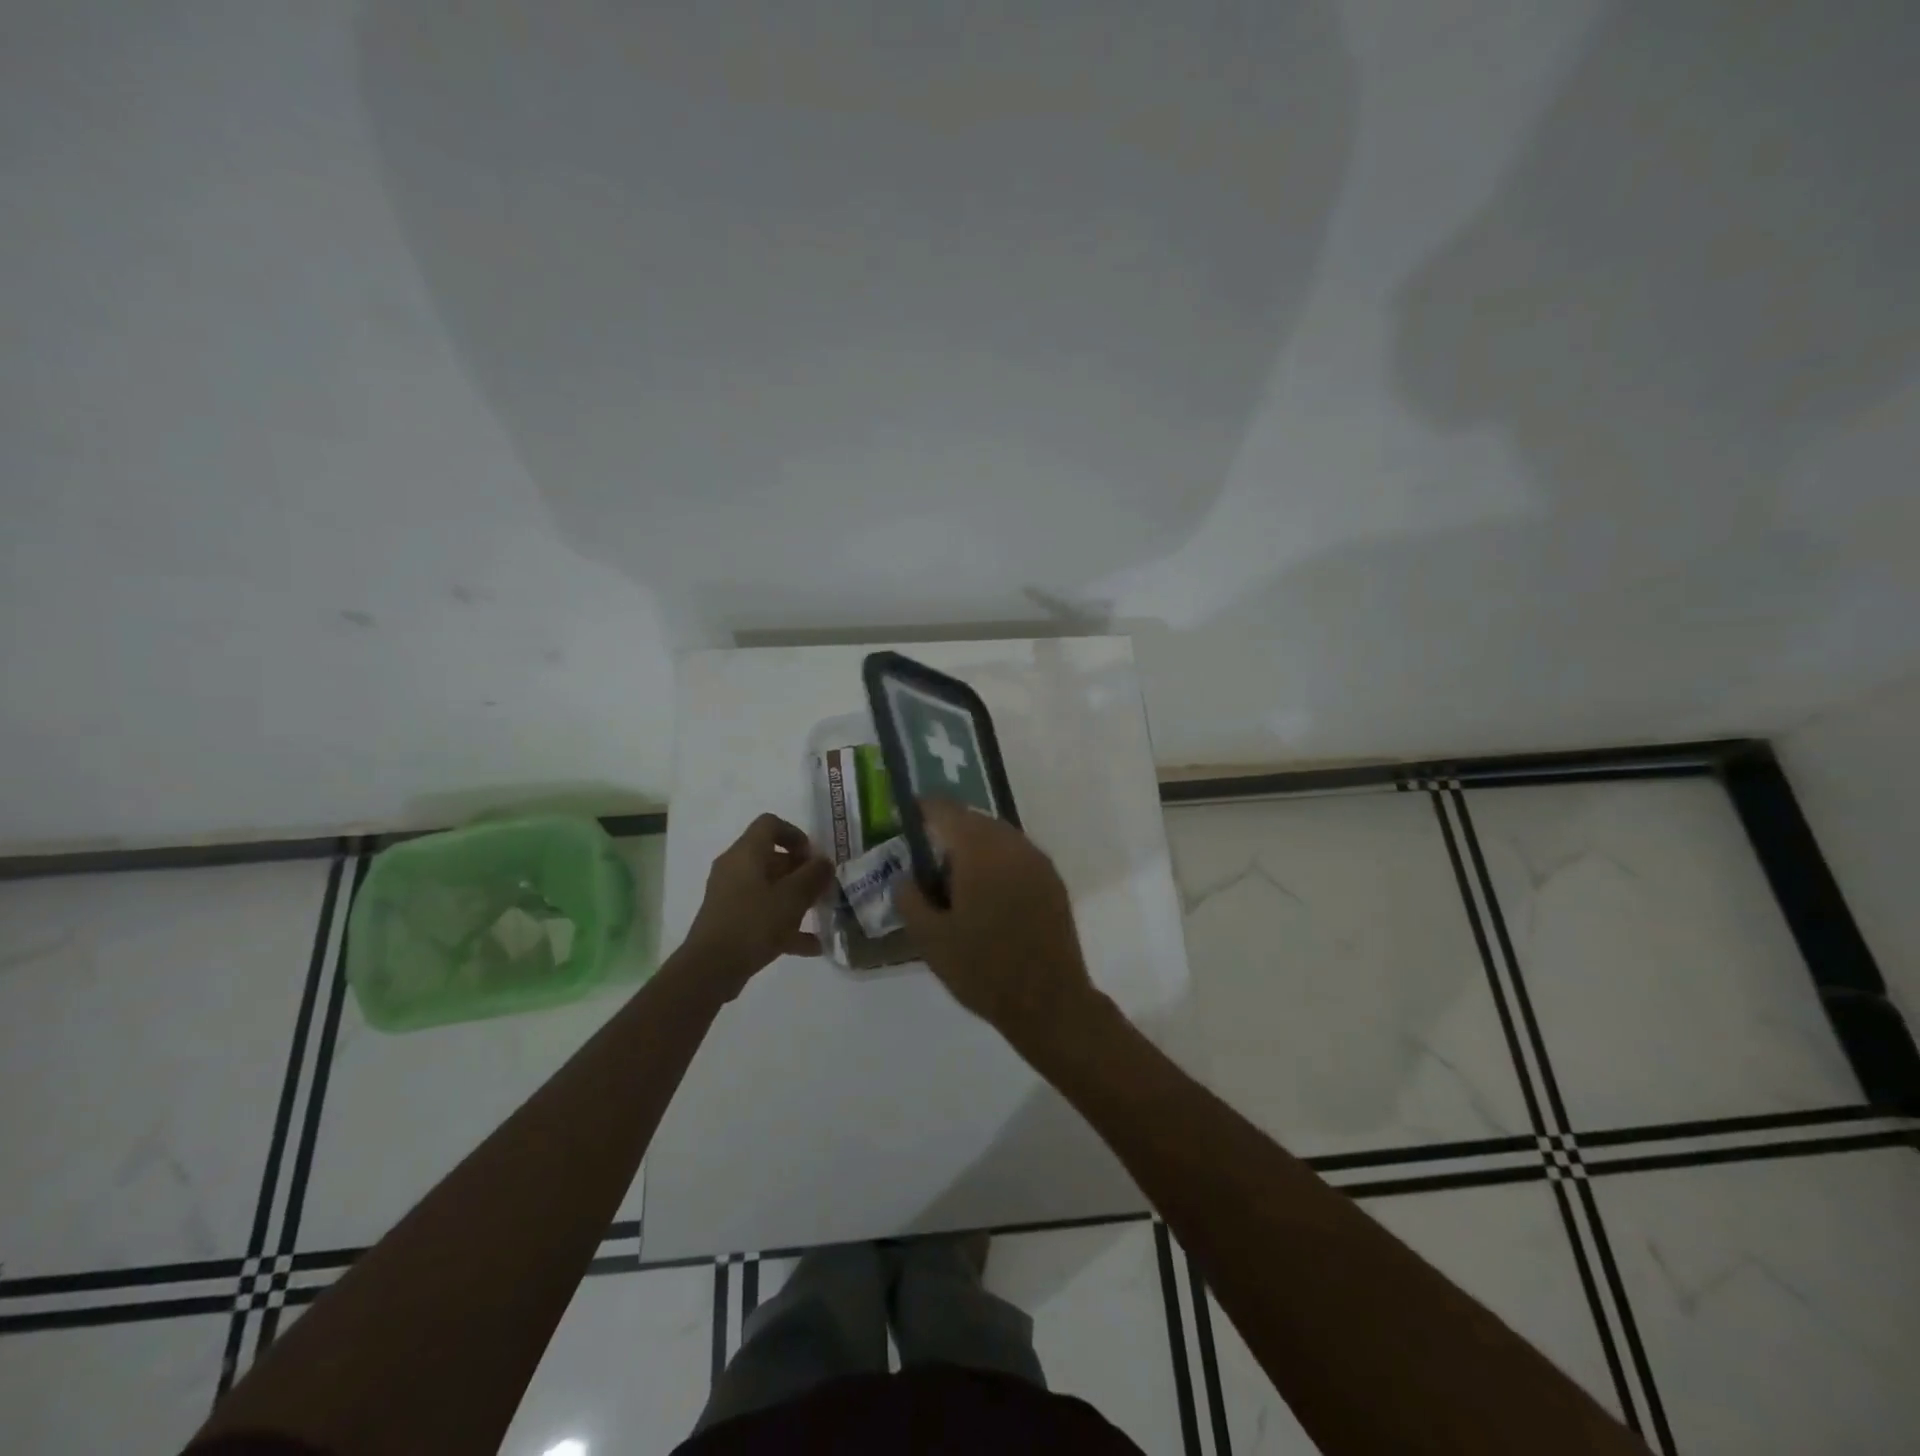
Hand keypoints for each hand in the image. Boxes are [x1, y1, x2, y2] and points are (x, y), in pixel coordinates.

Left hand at [681, 813, 834, 998]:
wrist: (709, 970)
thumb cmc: (753, 923)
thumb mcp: (792, 898)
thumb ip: (814, 876)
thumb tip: (824, 862)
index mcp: (746, 853)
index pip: (770, 824)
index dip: (796, 835)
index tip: (814, 858)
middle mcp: (735, 868)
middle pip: (772, 857)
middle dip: (801, 871)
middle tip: (823, 888)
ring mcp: (730, 896)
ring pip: (769, 887)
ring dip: (795, 898)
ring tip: (820, 914)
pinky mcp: (730, 921)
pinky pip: (762, 913)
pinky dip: (784, 924)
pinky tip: (811, 946)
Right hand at [897, 799, 1098, 1047]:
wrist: (1049, 1001)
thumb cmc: (983, 969)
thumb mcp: (930, 938)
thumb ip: (909, 898)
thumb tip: (905, 877)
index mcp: (979, 851)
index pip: (946, 811)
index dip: (923, 810)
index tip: (907, 819)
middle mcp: (1012, 844)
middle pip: (974, 820)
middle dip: (949, 832)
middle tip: (928, 860)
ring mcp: (1037, 860)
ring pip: (998, 836)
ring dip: (975, 847)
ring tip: (957, 881)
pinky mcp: (1053, 880)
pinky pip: (1017, 855)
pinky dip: (997, 862)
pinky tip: (988, 895)